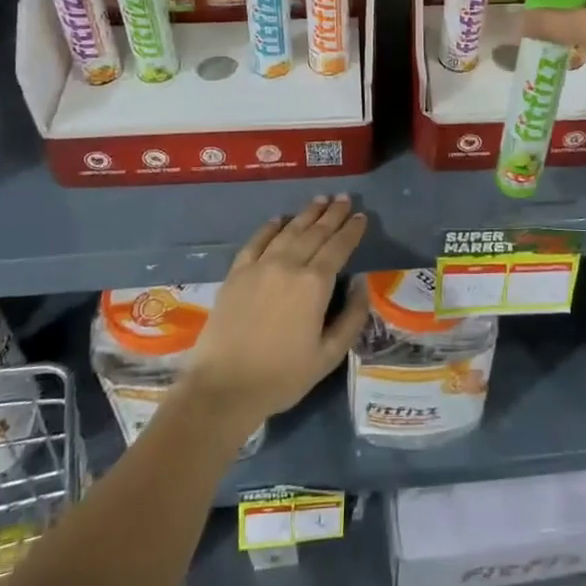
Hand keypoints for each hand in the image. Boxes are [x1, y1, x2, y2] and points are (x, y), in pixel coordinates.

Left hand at [183, 196, 370, 431]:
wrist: (224, 387)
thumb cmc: (282, 376)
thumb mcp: (329, 355)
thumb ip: (352, 317)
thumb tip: (361, 284)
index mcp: (314, 284)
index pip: (339, 247)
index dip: (352, 230)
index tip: (362, 216)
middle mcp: (288, 265)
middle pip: (315, 232)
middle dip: (333, 214)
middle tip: (344, 198)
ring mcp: (260, 266)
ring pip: (288, 231)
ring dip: (306, 214)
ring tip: (319, 200)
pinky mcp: (236, 273)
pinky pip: (256, 241)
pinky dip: (270, 227)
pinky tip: (278, 220)